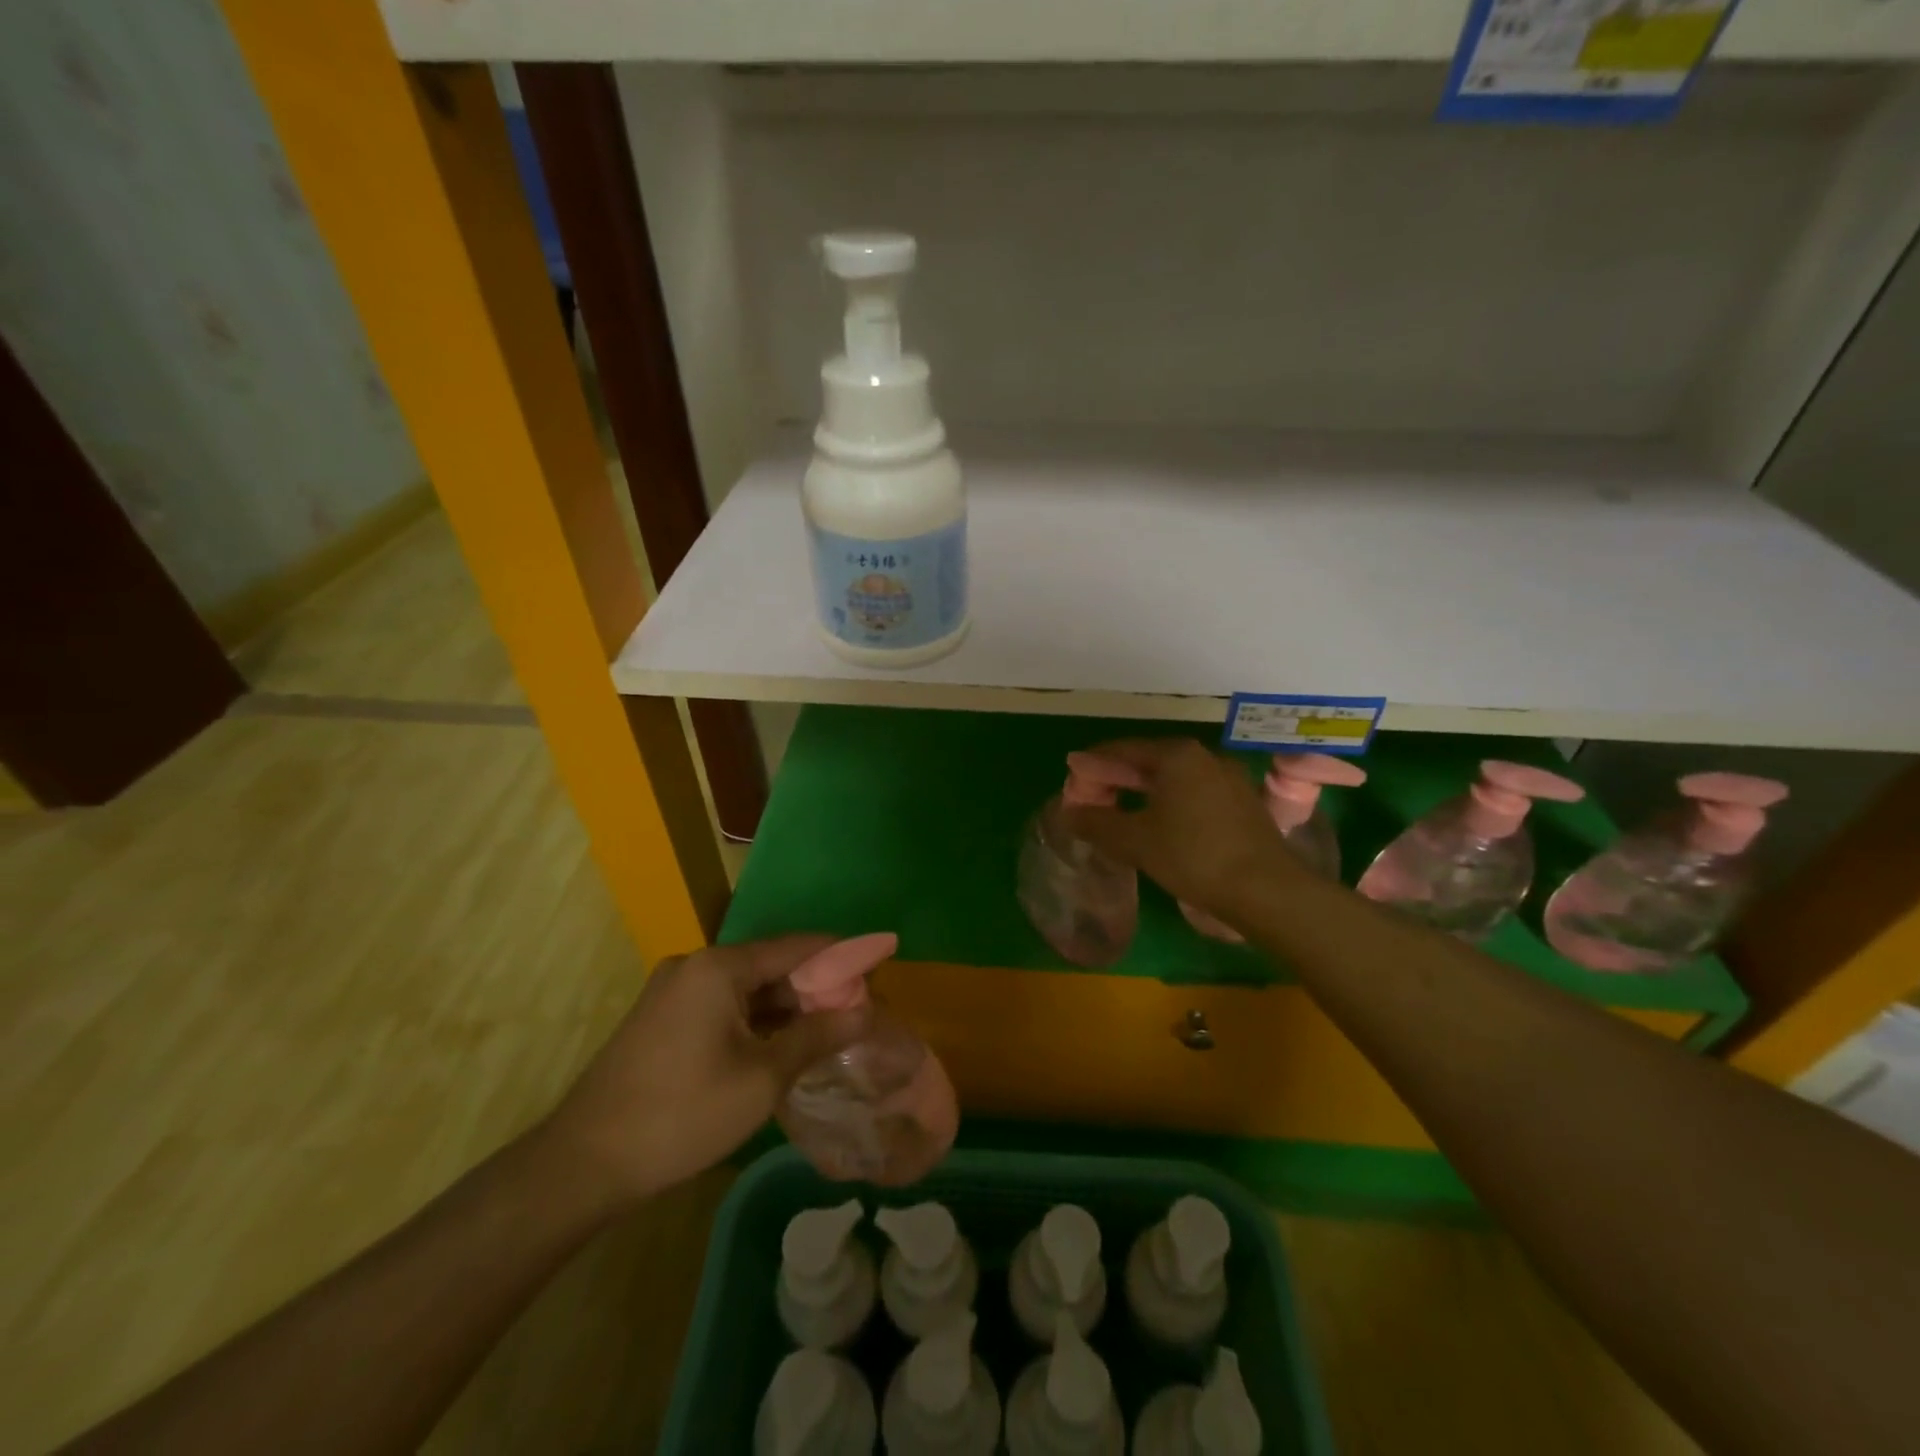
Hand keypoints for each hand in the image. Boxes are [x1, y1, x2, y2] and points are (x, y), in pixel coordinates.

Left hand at [537, 936, 869, 1210]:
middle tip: (858, 1011)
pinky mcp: (663, 1018)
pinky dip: (756, 1020)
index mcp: (719, 967)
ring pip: (747, 989)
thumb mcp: (762, 1078)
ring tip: (829, 1030)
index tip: (879, 965)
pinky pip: (723, 1006)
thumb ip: (816, 1037)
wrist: (583, 1164)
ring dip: (786, 1008)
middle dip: (815, 987)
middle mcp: (695, 966)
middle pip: (771, 966)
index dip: (841, 955)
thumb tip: (865, 1012)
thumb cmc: (682, 1114)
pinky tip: (781, 1045)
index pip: (796, 947)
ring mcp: (674, 992)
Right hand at [1060, 738, 1301, 918]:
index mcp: (1177, 755)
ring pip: (1174, 778)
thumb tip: (1068, 813)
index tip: (1072, 777)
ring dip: (1144, 791)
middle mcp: (1205, 757)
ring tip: (1121, 809)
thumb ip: (1096, 823)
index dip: (1093, 764)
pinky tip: (1159, 822)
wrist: (1267, 890)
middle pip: (1150, 761)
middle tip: (1092, 795)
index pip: (1123, 749)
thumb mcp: (1135, 841)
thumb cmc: (1193, 856)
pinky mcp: (1243, 803)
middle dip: (1118, 777)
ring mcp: (1229, 779)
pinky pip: (1195, 793)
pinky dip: (1170, 801)